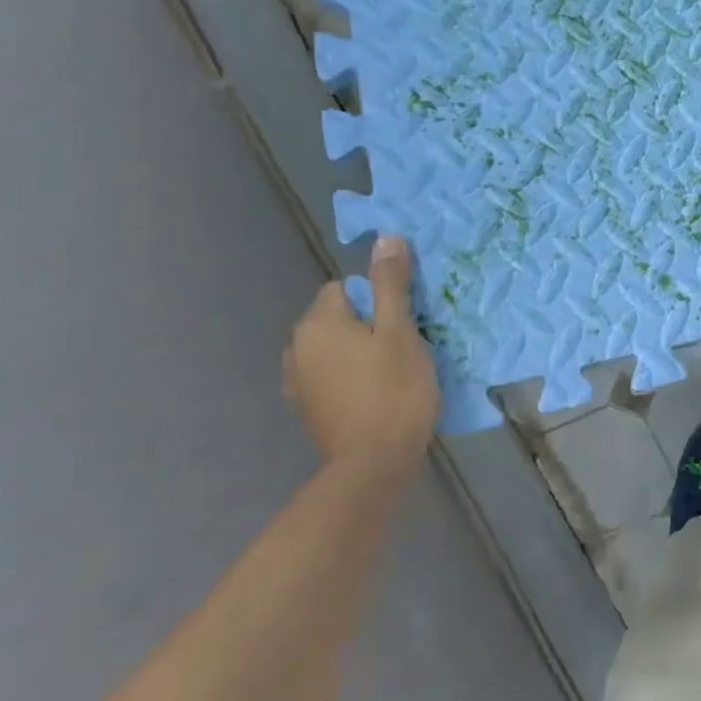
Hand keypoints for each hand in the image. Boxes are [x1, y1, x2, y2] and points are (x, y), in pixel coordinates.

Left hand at [283, 236, 439, 471]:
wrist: (372, 463)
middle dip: (367, 325)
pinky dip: (348, 377)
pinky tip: (371, 395)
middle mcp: (296, 346)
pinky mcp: (305, 407)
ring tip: (390, 372)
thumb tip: (387, 237)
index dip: (378, 300)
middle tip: (404, 347)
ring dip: (356, 352)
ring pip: (333, 348)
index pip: (345, 288)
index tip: (404, 323)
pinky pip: (328, 375)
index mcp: (317, 322)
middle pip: (337, 318)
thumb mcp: (401, 332)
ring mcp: (296, 380)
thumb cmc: (393, 391)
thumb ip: (391, 285)